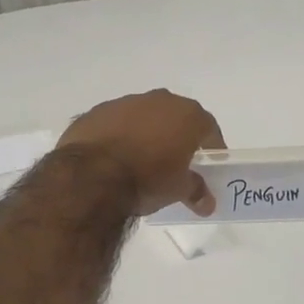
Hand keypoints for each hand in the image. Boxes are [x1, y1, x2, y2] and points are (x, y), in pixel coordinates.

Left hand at [56, 89, 224, 215]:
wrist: (91, 176)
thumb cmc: (147, 179)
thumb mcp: (178, 190)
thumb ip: (196, 191)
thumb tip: (207, 204)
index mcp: (186, 115)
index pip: (208, 127)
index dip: (211, 145)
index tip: (209, 163)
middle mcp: (159, 100)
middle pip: (175, 117)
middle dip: (177, 136)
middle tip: (175, 161)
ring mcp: (125, 103)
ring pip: (143, 117)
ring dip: (146, 133)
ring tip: (140, 161)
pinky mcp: (96, 112)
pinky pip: (115, 123)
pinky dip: (118, 136)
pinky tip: (112, 158)